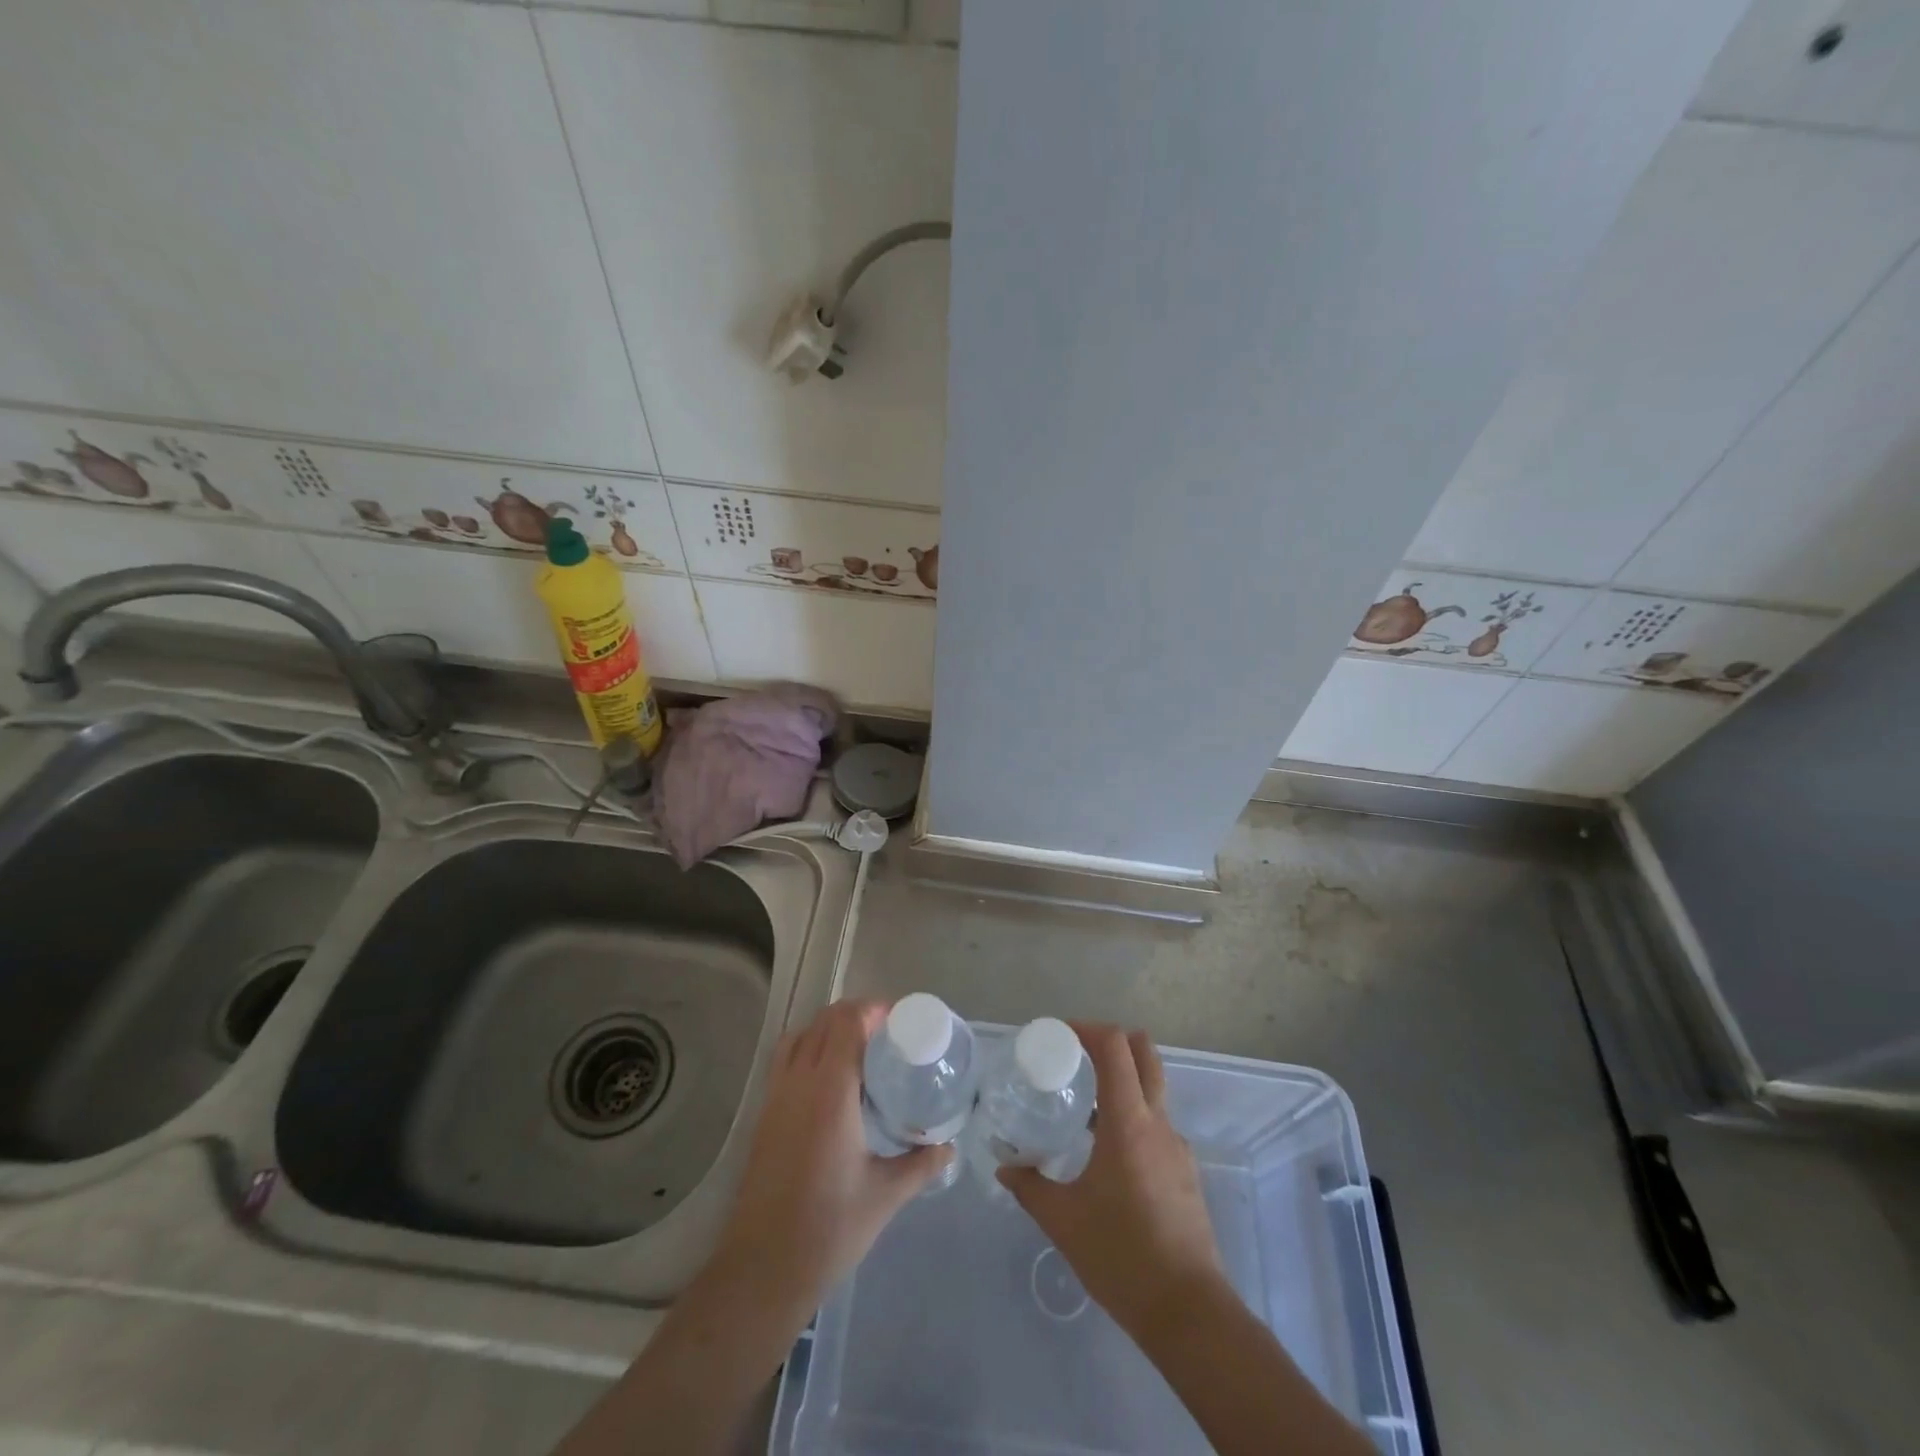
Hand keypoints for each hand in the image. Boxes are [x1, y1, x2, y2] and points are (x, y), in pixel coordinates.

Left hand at [709, 999, 950, 1312]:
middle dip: (856, 1014)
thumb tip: (950, 1145)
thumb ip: (921, 1163)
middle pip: (824, 1022)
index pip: (847, 1023)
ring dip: (828, 1028)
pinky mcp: (764, 1115)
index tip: (901, 1019)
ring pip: (800, 1036)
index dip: (873, 1010)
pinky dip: (809, 1049)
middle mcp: (799, 1083)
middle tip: (888, 1032)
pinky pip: (786, 1060)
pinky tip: (830, 1081)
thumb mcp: (885, 1195)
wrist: (763, 1269)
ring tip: (859, 1048)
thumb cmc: (829, 1228)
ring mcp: (776, 1097)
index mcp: (830, 1092)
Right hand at [999, 1023, 1225, 1339]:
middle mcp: (1157, 1123)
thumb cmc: (1121, 1256)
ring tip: (1084, 1104)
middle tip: (1076, 1055)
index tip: (1059, 1034)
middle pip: (1145, 1053)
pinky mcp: (1184, 1171)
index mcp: (1129, 1122)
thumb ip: (1030, 1187)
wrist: (1187, 1312)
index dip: (1088, 1029)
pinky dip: (1132, 1116)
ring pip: (1153, 1088)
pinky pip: (1156, 1124)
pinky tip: (1107, 1152)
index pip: (1116, 1047)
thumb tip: (1004, 1168)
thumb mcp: (1063, 1220)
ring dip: (1122, 1080)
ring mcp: (1176, 1147)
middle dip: (1112, 1041)